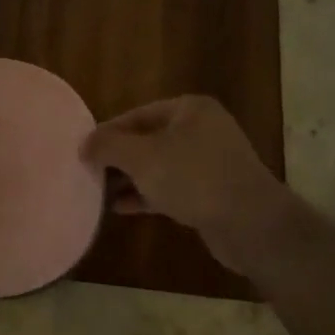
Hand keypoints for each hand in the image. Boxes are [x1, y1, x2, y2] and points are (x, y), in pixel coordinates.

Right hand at [81, 96, 285, 273]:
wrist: (251, 224)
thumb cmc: (193, 178)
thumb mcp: (142, 157)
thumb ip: (108, 146)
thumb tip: (85, 144)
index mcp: (189, 109)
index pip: (137, 114)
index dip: (107, 132)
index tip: (83, 151)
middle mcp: (202, 129)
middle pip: (148, 139)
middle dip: (118, 157)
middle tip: (88, 172)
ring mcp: (210, 162)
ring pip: (159, 165)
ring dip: (130, 178)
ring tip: (98, 191)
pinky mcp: (212, 192)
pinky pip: (171, 187)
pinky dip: (147, 195)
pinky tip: (121, 208)